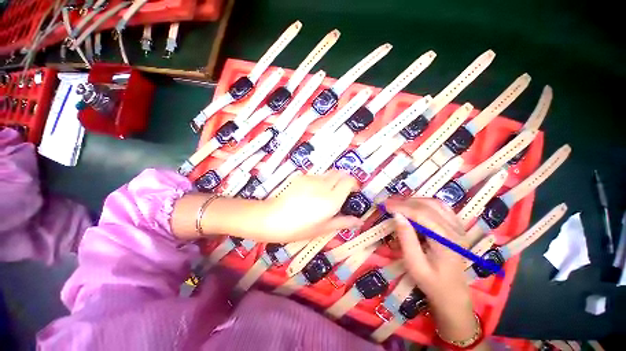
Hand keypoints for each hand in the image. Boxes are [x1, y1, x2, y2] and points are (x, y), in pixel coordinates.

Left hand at [262, 170, 362, 241]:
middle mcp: (323, 185)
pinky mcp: (302, 177)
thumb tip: (359, 221)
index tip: (353, 192)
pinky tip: (312, 192)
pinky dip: (321, 180)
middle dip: (344, 180)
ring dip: (332, 180)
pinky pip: (317, 175)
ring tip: (325, 193)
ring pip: (329, 173)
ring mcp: (312, 179)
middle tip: (341, 192)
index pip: (349, 181)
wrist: (271, 218)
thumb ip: (343, 222)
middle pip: (340, 173)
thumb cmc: (298, 228)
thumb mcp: (323, 228)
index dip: (354, 184)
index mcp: (331, 200)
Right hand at [386, 198, 478, 342]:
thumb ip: (406, 238)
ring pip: (434, 203)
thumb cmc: (431, 282)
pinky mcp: (456, 226)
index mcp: (446, 240)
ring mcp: (458, 226)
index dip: (401, 207)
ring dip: (413, 200)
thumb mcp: (414, 264)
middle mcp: (455, 229)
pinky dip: (424, 203)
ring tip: (397, 204)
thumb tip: (397, 216)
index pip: (421, 214)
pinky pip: (440, 207)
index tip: (384, 205)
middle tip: (387, 203)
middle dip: (404, 202)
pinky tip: (413, 206)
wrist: (452, 293)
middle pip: (427, 206)